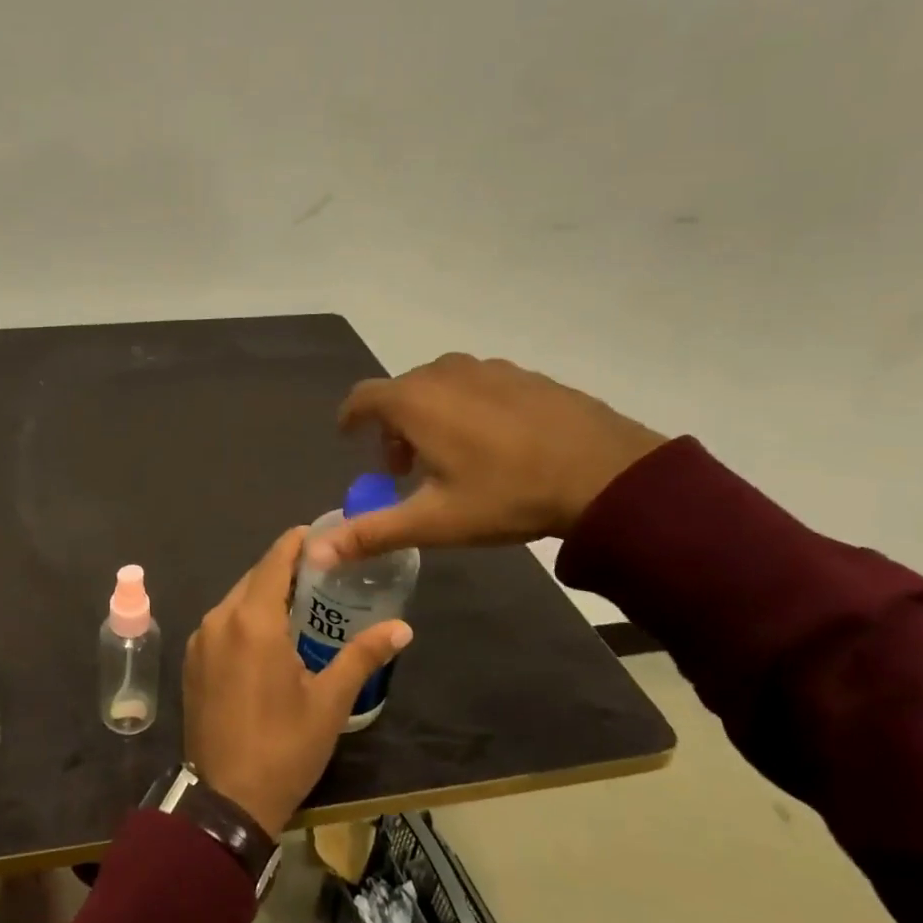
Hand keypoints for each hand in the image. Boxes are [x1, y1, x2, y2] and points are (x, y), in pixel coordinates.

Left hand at [184, 527, 412, 838]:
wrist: (224, 800)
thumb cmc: (283, 746)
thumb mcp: (330, 702)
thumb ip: (363, 655)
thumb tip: (403, 628)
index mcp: (252, 619)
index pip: (275, 560)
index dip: (298, 542)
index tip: (322, 535)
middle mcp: (220, 618)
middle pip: (255, 578)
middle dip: (286, 571)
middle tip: (323, 575)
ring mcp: (200, 639)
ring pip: (236, 600)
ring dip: (265, 595)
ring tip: (301, 604)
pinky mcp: (192, 661)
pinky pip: (222, 623)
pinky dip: (246, 618)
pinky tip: (268, 637)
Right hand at [311, 354, 666, 566]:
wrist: (608, 474)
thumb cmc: (507, 495)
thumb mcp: (435, 521)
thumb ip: (371, 532)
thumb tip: (315, 554)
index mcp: (414, 401)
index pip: (361, 398)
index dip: (350, 419)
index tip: (349, 439)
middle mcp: (443, 372)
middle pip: (400, 393)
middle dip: (393, 427)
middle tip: (406, 468)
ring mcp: (487, 368)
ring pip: (439, 386)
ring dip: (430, 415)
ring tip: (450, 456)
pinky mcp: (523, 374)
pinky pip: (477, 385)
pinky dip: (467, 406)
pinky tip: (495, 443)